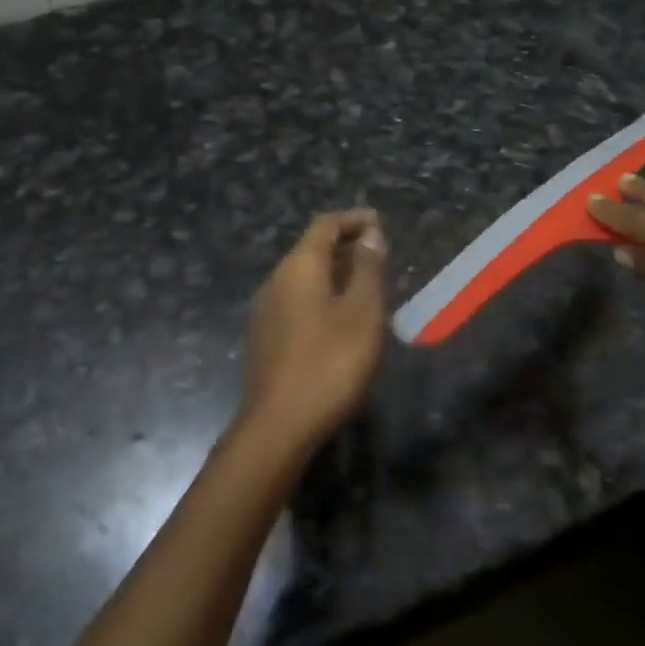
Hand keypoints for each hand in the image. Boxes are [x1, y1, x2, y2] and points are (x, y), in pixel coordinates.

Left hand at [239, 210, 389, 451]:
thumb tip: (369, 233)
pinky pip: (297, 301)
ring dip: (334, 273)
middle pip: (311, 249)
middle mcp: (276, 280)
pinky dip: (322, 296)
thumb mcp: (362, 313)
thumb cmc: (330, 363)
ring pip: (304, 277)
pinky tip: (341, 319)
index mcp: (299, 267)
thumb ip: (367, 269)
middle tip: (379, 255)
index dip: (353, 220)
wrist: (279, 425)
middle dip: (345, 246)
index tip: (379, 222)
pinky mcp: (265, 337)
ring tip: (366, 286)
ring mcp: (266, 310)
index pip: (325, 225)